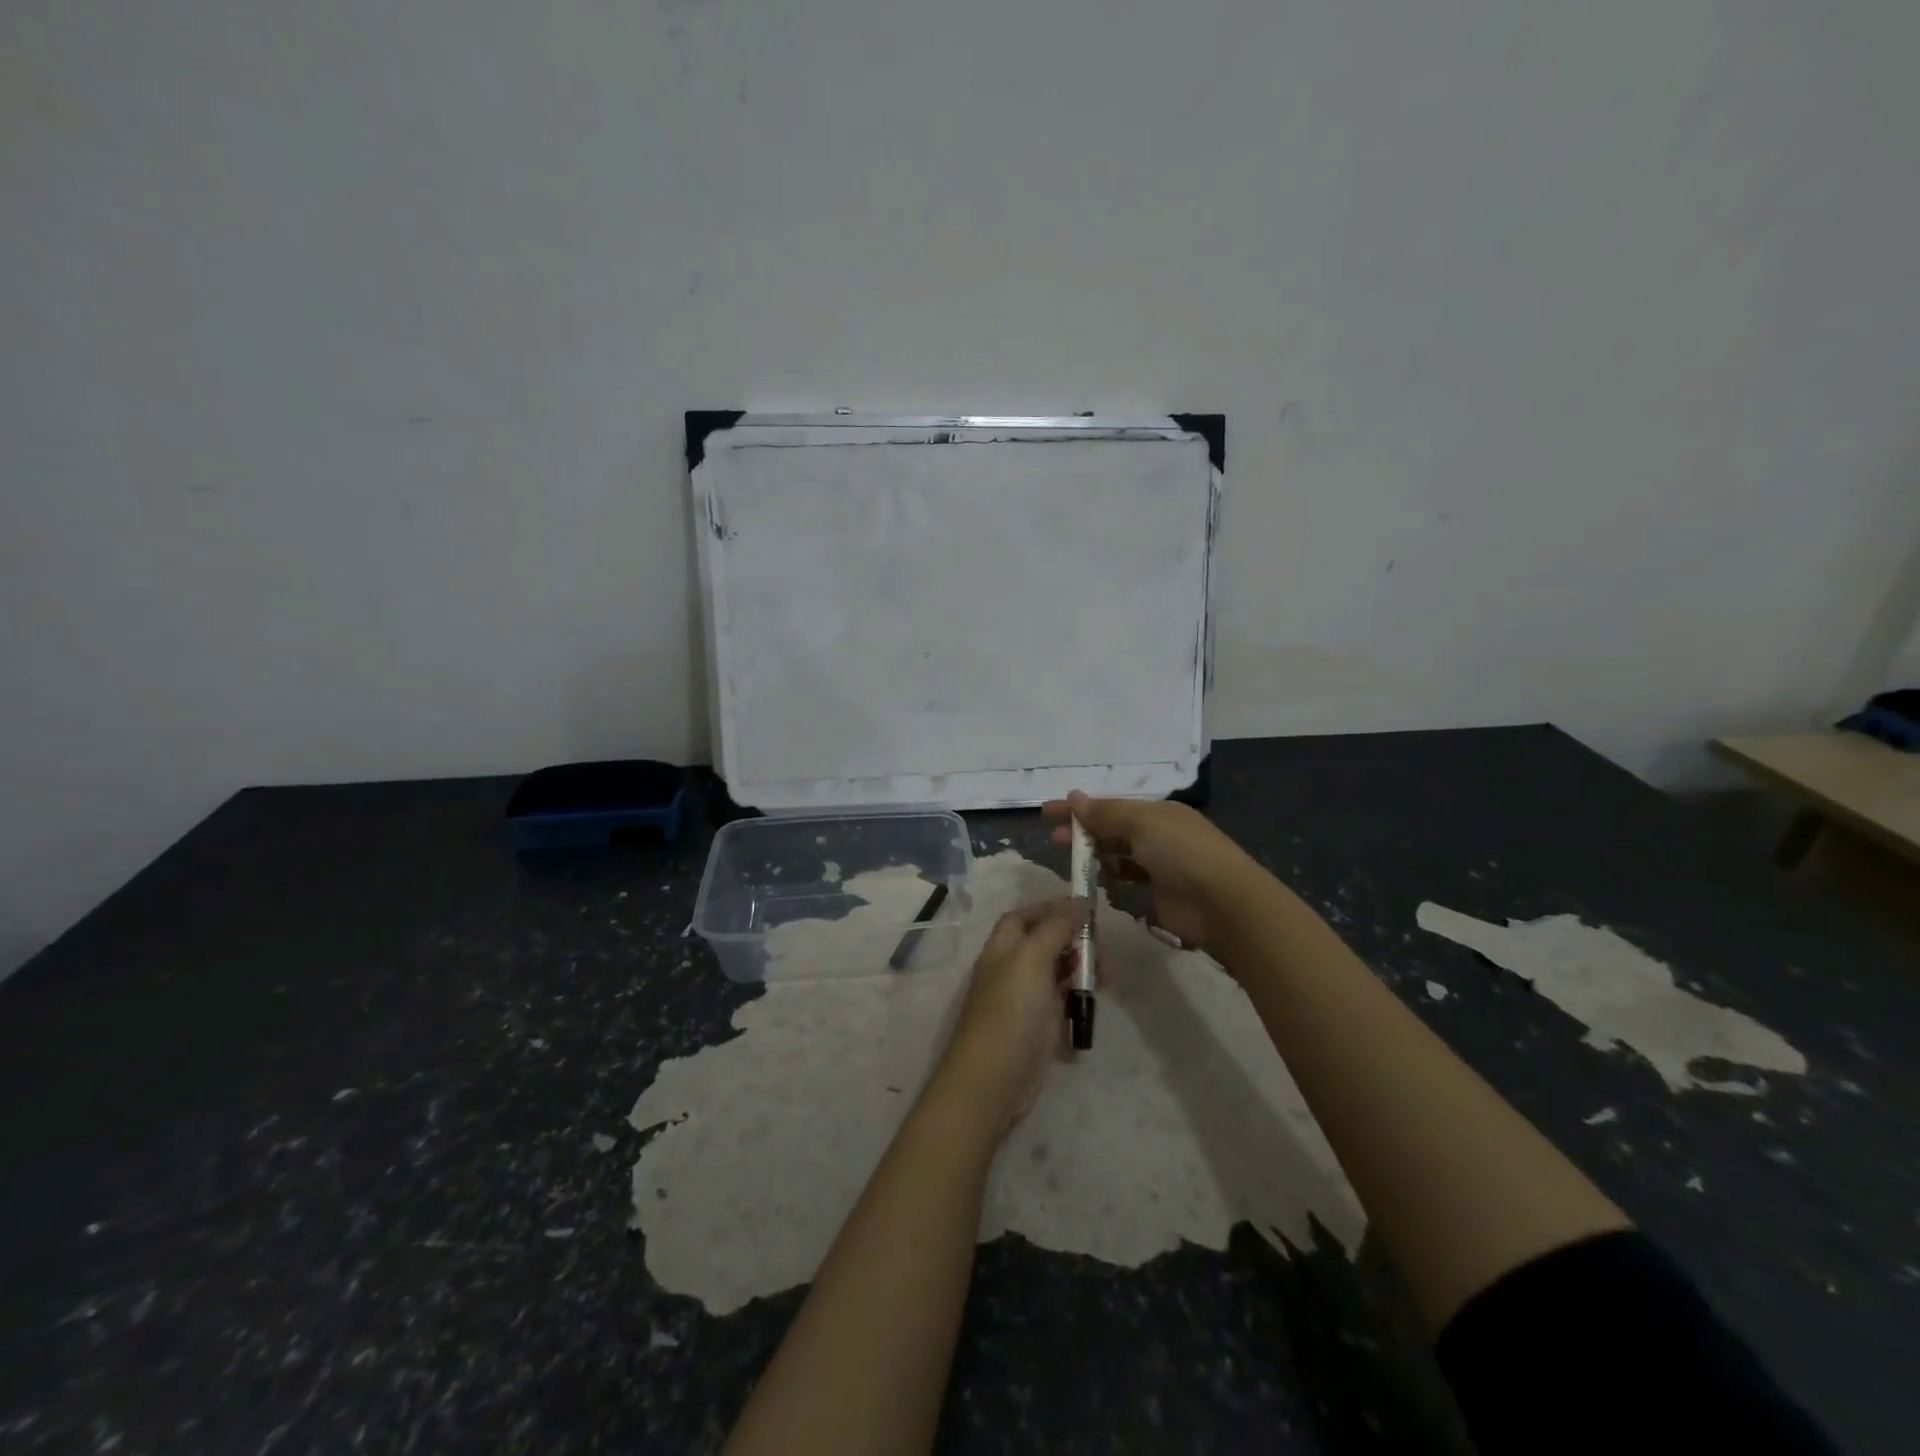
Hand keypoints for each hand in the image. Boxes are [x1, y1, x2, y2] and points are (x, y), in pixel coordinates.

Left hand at [932, 899, 1084, 1135]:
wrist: (993, 1080)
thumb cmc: (1010, 1011)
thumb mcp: (1032, 959)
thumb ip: (1056, 928)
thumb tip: (1078, 901)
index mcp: (1004, 946)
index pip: (1027, 915)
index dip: (1053, 908)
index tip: (1087, 910)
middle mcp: (1013, 967)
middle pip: (1047, 942)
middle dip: (1076, 940)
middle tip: (1102, 950)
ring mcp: (1026, 998)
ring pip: (1059, 972)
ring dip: (1083, 969)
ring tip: (1105, 979)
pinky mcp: (1040, 1026)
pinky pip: (1064, 1002)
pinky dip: (1080, 999)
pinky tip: (1093, 1004)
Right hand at [1043, 790, 1256, 955]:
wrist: (1222, 903)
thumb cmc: (1181, 852)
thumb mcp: (1141, 823)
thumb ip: (1105, 813)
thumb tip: (1074, 797)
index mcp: (1158, 812)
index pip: (1111, 805)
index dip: (1080, 808)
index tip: (1048, 811)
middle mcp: (1158, 834)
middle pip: (1112, 829)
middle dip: (1083, 831)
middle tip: (1054, 839)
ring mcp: (1159, 865)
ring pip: (1118, 854)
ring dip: (1094, 854)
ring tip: (1069, 859)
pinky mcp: (1158, 894)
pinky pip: (1127, 879)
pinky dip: (1110, 876)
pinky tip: (1094, 879)